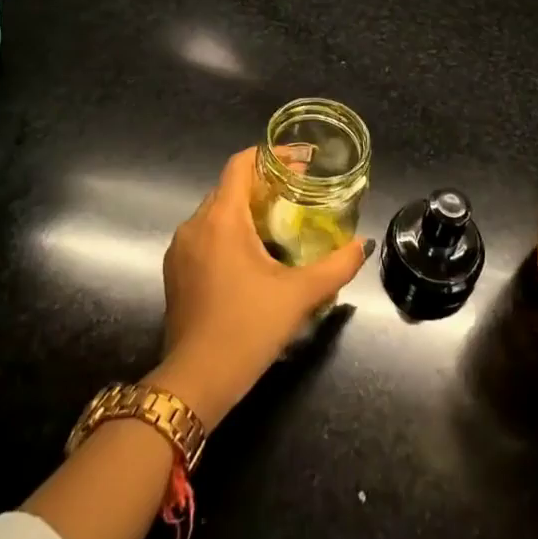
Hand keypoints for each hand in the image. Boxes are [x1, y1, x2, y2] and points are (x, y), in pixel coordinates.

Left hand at [148, 146, 370, 427]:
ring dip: (247, 210)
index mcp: (222, 218)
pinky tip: (253, 256)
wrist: (195, 382)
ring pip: (217, 213)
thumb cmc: (247, 328)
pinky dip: (230, 233)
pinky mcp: (176, 272)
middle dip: (264, 185)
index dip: (270, 156)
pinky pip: (205, 236)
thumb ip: (336, 266)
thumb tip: (362, 245)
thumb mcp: (299, 295)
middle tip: (298, 195)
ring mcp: (180, 249)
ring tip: (280, 224)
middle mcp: (195, 224)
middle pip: (230, 187)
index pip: (241, 164)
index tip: (299, 163)